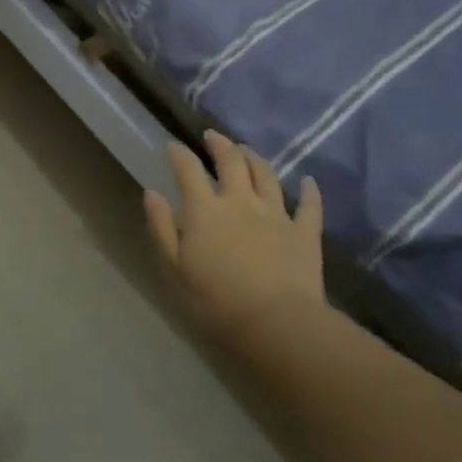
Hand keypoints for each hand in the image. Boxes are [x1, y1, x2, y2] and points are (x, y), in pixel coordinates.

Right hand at [145, 131, 325, 345]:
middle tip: (213, 136)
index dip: (179, 154)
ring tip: (247, 149)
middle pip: (231, 162)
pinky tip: (308, 181)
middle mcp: (240, 201)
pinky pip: (309, 206)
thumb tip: (152, 193)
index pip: (188, 170)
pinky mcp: (305, 233)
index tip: (172, 146)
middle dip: (220, 145)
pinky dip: (309, 191)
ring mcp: (276, 214)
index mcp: (205, 210)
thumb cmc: (216, 301)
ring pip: (266, 175)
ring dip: (255, 158)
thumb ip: (162, 228)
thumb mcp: (175, 268)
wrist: (277, 324)